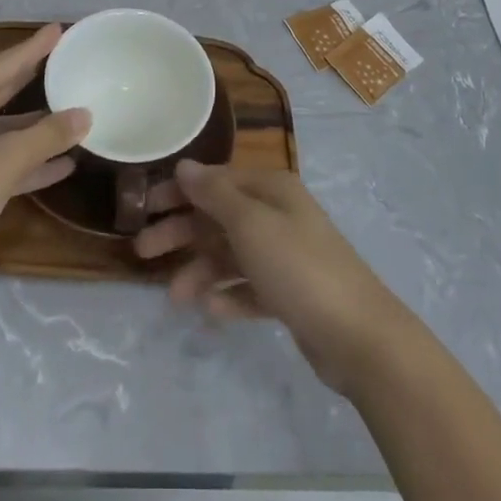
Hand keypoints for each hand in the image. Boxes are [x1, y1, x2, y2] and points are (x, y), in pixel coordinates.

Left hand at [0, 23, 88, 293]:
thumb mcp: (5, 159)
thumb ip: (48, 135)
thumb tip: (85, 115)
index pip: (7, 62)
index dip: (36, 47)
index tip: (59, 28)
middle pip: (5, 89)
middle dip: (36, 77)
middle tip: (67, 60)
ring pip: (7, 128)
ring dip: (39, 126)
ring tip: (77, 113)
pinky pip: (4, 160)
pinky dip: (31, 161)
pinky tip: (64, 164)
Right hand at [133, 162, 414, 395]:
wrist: (358, 336)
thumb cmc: (298, 268)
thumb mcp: (250, 224)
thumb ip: (214, 194)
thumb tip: (185, 165)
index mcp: (271, 190)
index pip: (215, 180)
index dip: (179, 191)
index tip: (143, 207)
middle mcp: (278, 215)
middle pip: (219, 217)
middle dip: (182, 233)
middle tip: (142, 252)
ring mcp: (286, 255)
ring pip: (230, 255)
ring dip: (201, 270)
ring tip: (176, 298)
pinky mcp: (291, 294)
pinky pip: (249, 287)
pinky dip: (229, 295)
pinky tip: (212, 311)